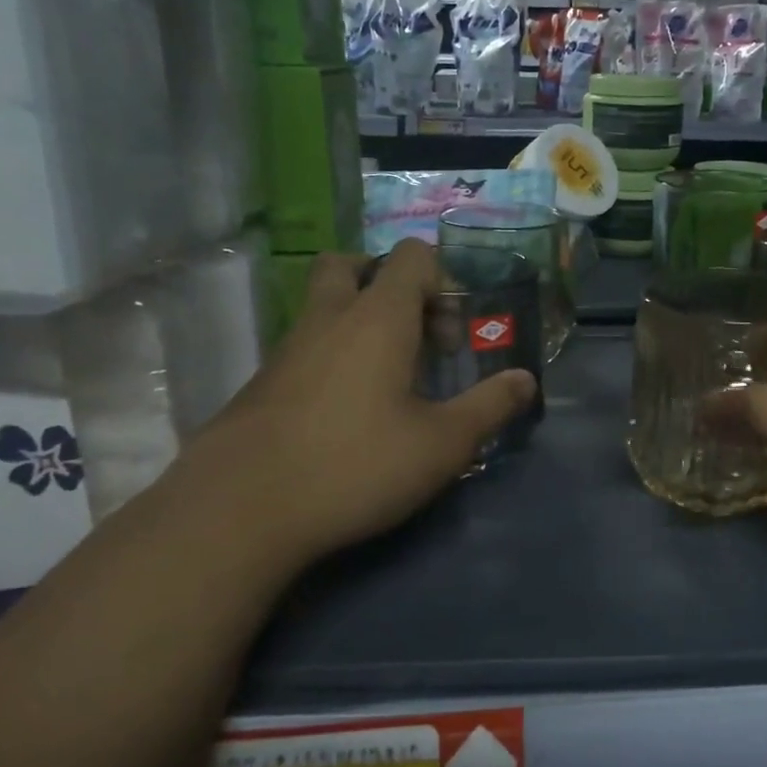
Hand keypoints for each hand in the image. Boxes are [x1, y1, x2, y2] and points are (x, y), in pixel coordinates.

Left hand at [179, 241, 537, 570]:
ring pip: (323, 307)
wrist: (240, 510)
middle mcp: (328, 319)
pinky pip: (304, 347)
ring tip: (387, 380)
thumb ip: (489, 407)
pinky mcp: (262, 384)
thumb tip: (526, 381)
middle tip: (413, 333)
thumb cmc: (356, 465)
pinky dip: (332, 358)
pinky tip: (346, 415)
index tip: (452, 337)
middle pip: (351, 264)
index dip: (442, 281)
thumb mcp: (442, 444)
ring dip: (358, 324)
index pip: (411, 256)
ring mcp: (287, 349)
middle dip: (387, 284)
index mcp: (377, 317)